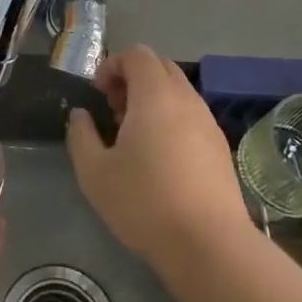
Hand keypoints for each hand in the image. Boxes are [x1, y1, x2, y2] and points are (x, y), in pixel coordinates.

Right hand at [66, 44, 249, 268]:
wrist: (210, 246)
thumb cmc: (145, 202)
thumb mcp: (95, 173)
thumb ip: (81, 136)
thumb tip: (80, 116)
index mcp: (155, 94)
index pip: (137, 54)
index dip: (112, 65)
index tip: (98, 94)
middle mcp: (186, 99)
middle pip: (160, 67)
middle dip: (133, 78)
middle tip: (114, 110)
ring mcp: (208, 123)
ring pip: (178, 92)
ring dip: (153, 100)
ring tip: (135, 136)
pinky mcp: (221, 148)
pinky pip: (192, 116)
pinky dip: (172, 120)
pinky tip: (160, 158)